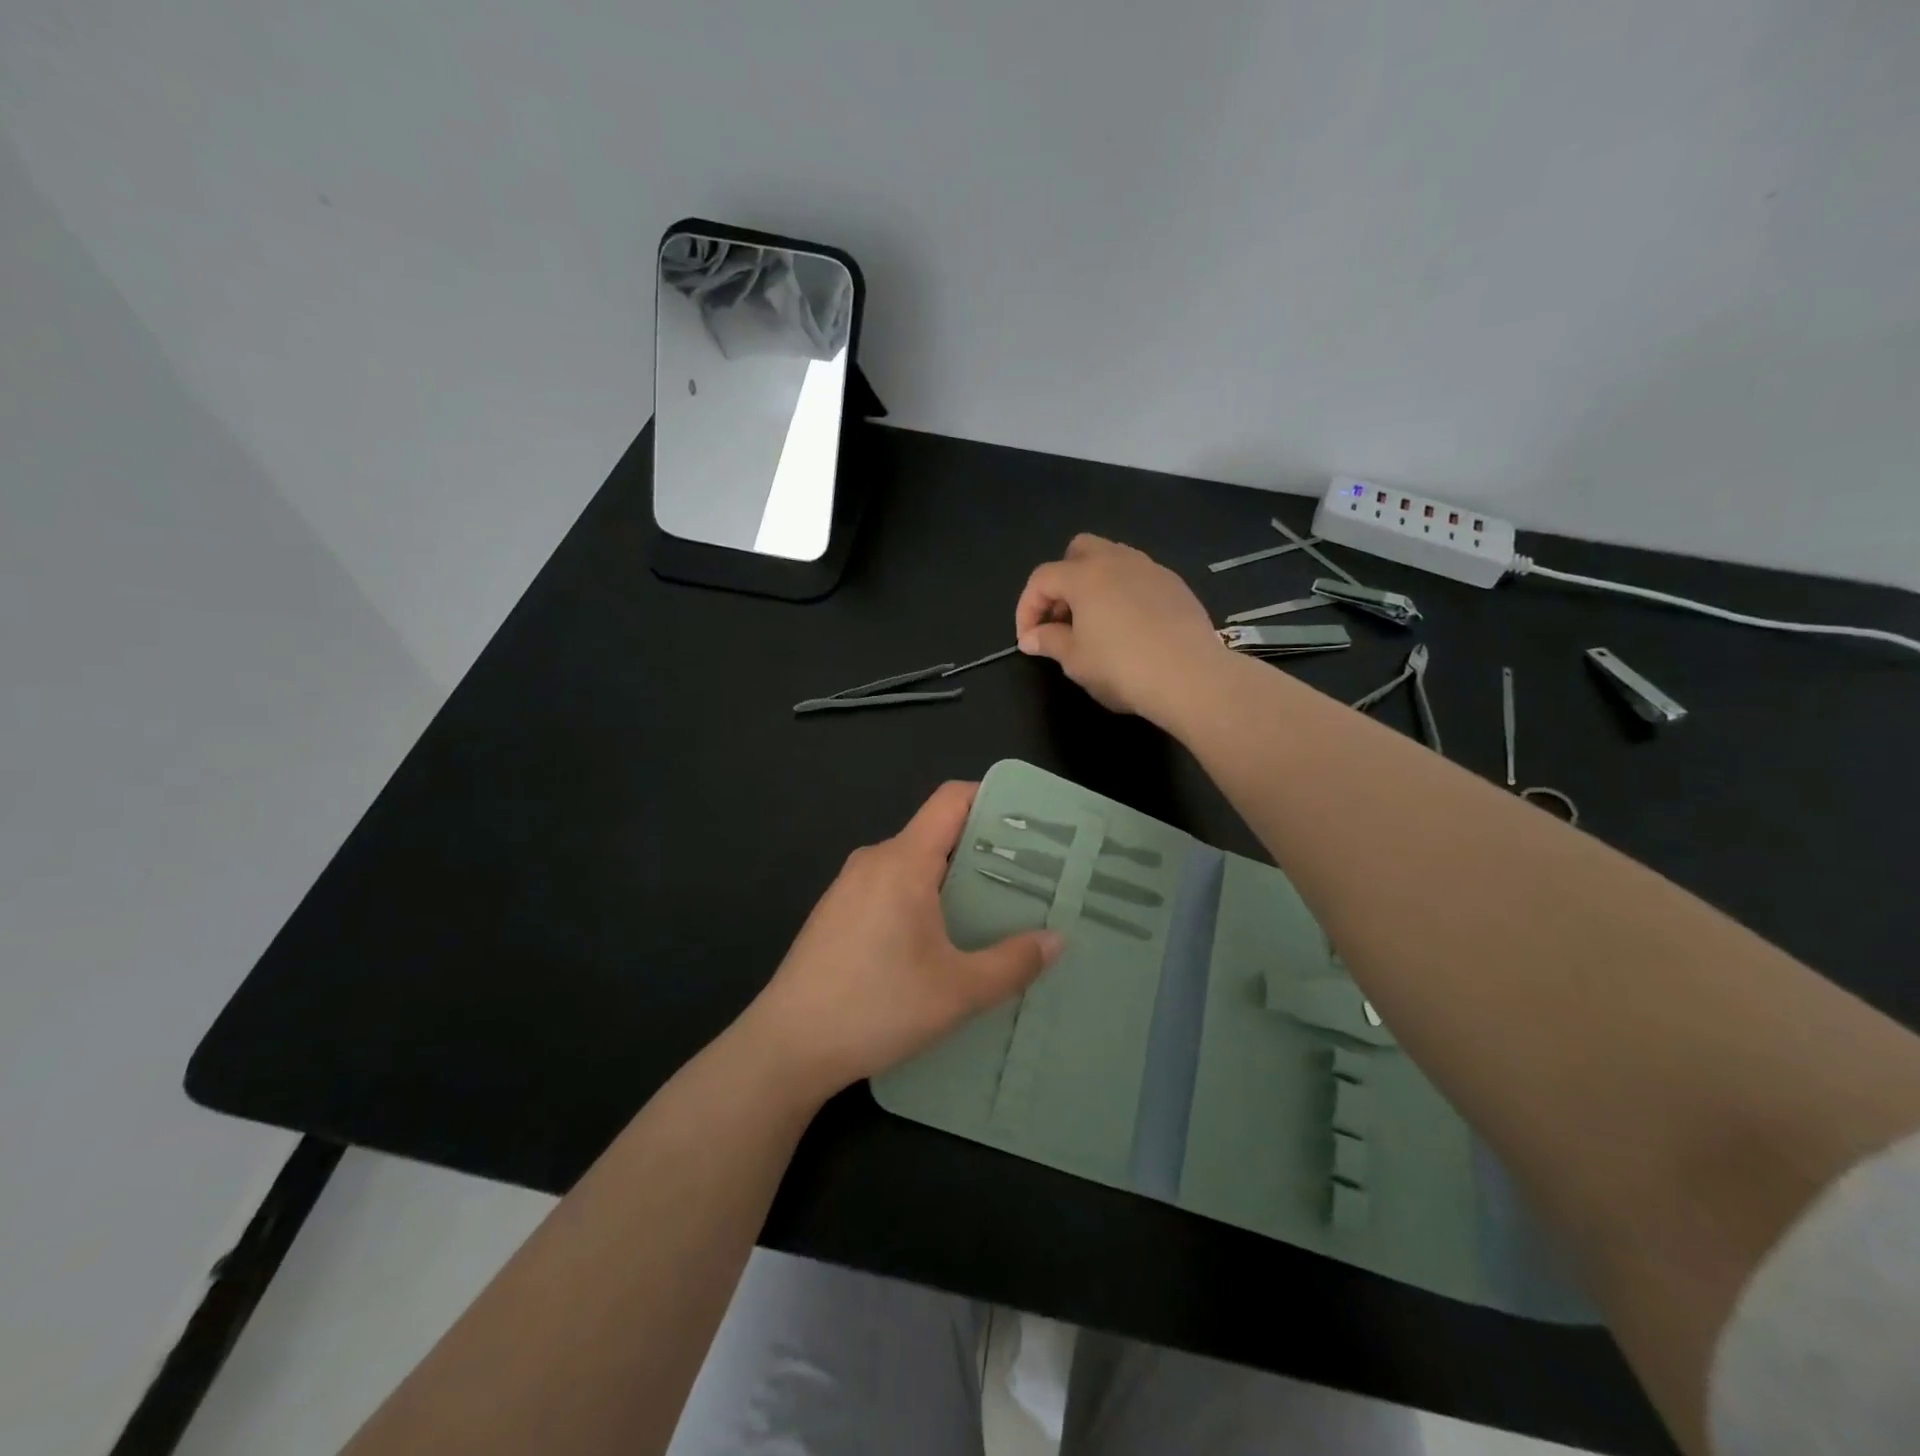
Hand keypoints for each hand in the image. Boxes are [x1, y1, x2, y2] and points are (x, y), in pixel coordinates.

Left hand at [742, 782, 1062, 1098]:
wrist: (787, 1046)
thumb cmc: (875, 1007)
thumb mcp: (956, 992)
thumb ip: (1013, 963)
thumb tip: (1057, 940)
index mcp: (902, 861)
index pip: (951, 799)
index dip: (992, 798)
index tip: (1031, 823)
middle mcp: (874, 860)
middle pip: (936, 832)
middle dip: (984, 848)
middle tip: (1029, 877)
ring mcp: (849, 886)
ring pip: (913, 862)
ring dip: (953, 878)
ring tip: (994, 910)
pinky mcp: (837, 912)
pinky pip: (891, 885)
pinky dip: (924, 896)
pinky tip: (942, 938)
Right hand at [1015, 534, 1224, 723]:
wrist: (1190, 676)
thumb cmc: (1122, 668)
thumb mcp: (1076, 661)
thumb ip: (1049, 641)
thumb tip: (1030, 637)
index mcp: (1085, 576)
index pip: (1042, 579)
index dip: (1027, 607)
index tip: (1028, 639)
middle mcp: (1117, 561)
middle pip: (1079, 550)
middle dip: (1062, 579)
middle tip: (1062, 617)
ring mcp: (1150, 569)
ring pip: (1113, 558)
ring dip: (1095, 582)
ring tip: (1094, 620)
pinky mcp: (1175, 585)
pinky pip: (1139, 576)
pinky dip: (1124, 591)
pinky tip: (1129, 625)